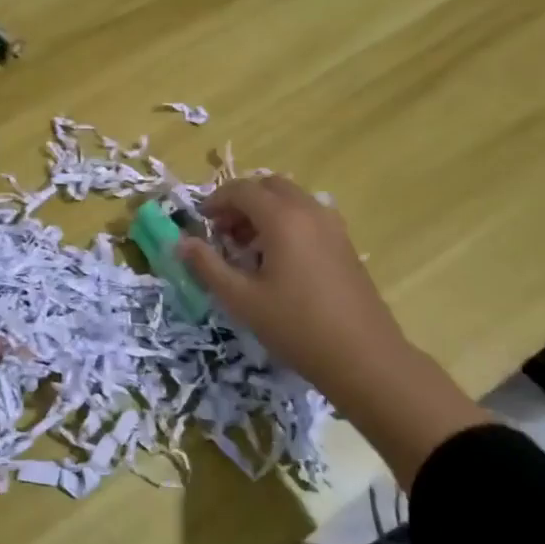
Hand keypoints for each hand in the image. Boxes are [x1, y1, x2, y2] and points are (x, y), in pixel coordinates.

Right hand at [179, 177, 487, 486]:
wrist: (363, 357)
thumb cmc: (295, 326)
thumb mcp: (241, 299)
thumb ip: (207, 266)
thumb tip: (181, 243)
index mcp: (282, 218)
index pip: (242, 189)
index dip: (216, 201)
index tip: (201, 223)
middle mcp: (310, 211)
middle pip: (269, 186)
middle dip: (242, 202)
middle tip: (224, 232)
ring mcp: (333, 226)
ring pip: (292, 200)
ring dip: (265, 212)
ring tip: (248, 249)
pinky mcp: (345, 244)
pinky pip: (309, 217)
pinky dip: (286, 223)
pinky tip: (278, 262)